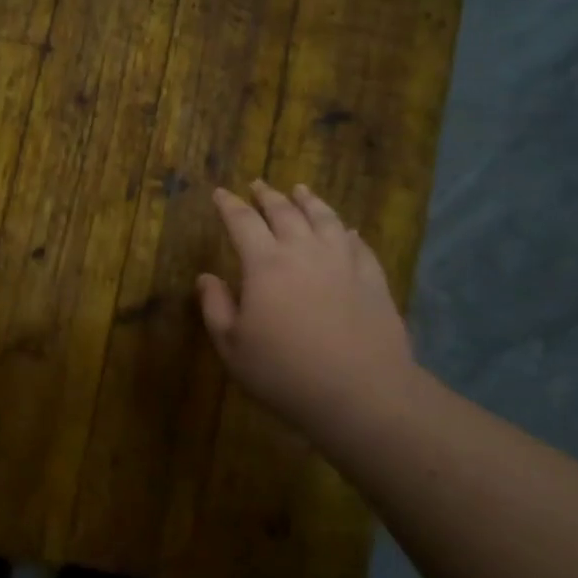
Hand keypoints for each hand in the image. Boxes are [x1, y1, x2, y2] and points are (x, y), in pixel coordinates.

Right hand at [198, 181, 422, 437]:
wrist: (360, 392)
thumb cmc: (284, 372)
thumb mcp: (232, 346)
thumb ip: (215, 307)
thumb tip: (205, 277)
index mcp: (265, 264)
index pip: (242, 222)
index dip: (228, 205)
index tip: (220, 193)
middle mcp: (304, 251)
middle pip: (284, 212)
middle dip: (267, 196)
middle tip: (258, 185)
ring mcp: (343, 262)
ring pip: (324, 219)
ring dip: (309, 201)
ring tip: (301, 190)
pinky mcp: (372, 278)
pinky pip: (357, 244)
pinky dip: (345, 231)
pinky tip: (345, 230)